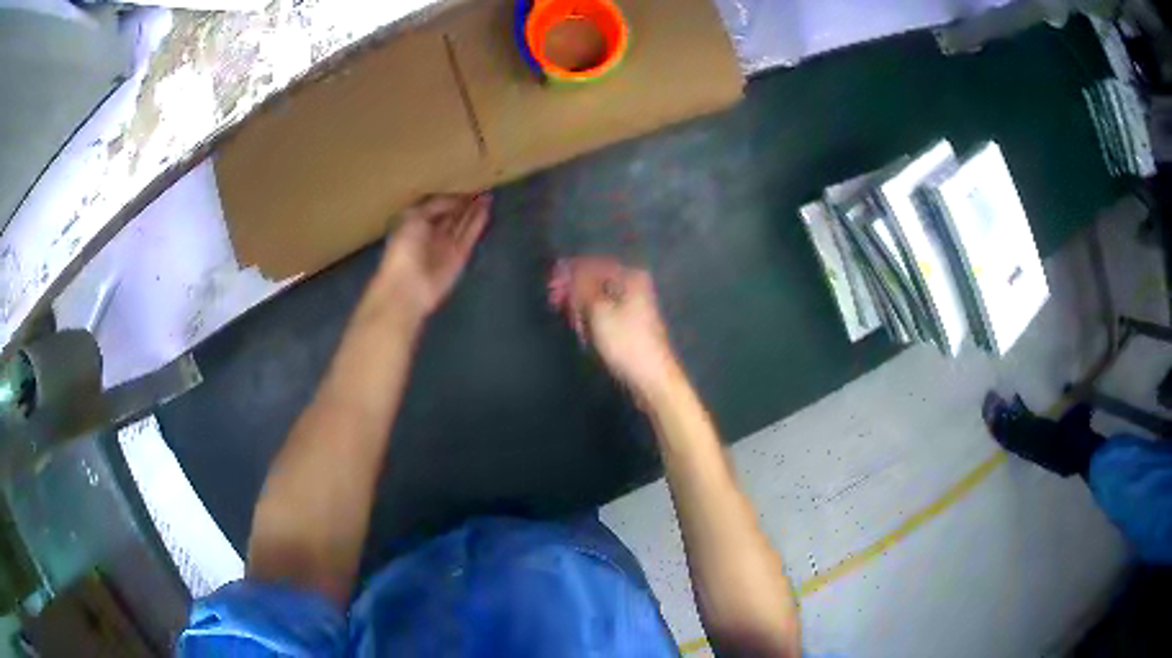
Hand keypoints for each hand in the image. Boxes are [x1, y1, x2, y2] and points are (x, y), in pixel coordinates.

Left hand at [376, 193, 491, 322]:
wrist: (408, 287)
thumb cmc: (404, 249)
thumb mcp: (414, 217)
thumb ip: (436, 205)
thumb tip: (457, 200)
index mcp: (416, 222)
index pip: (437, 205)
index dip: (451, 195)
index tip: (465, 181)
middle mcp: (432, 233)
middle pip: (452, 214)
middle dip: (465, 201)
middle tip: (482, 185)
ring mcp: (446, 245)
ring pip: (463, 224)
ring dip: (475, 210)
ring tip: (488, 194)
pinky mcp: (459, 257)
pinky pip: (470, 236)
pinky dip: (478, 223)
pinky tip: (486, 209)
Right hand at [548, 256, 682, 402]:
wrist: (651, 377)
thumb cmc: (625, 341)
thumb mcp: (599, 310)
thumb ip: (581, 287)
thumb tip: (567, 268)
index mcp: (630, 276)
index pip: (593, 265)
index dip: (569, 273)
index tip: (550, 286)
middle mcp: (634, 285)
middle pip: (595, 280)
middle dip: (573, 290)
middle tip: (554, 302)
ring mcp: (633, 304)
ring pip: (598, 297)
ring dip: (580, 305)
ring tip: (568, 318)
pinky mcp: (629, 323)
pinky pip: (604, 311)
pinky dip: (590, 316)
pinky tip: (580, 326)